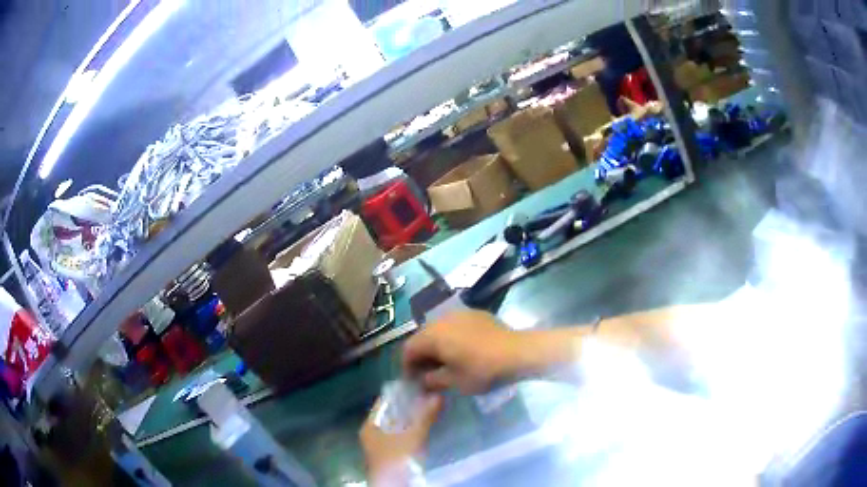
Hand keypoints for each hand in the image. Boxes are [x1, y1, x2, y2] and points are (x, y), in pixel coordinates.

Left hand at [360, 394, 442, 486]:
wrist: (395, 485)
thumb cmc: (397, 458)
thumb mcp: (412, 435)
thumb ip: (425, 416)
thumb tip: (438, 394)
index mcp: (370, 425)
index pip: (384, 402)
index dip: (399, 392)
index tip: (418, 383)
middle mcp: (374, 433)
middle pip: (392, 414)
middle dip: (410, 405)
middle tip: (430, 395)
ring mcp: (383, 446)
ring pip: (400, 426)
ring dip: (414, 418)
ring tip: (433, 408)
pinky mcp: (394, 455)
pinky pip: (405, 437)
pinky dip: (415, 430)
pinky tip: (429, 426)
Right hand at [402, 310, 522, 394]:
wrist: (518, 352)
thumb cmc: (482, 370)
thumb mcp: (454, 382)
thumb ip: (432, 381)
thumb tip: (422, 380)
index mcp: (432, 335)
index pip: (408, 349)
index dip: (407, 366)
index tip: (413, 381)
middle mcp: (441, 319)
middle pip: (422, 337)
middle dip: (421, 356)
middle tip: (428, 374)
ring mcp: (459, 314)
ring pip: (438, 330)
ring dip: (436, 346)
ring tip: (444, 363)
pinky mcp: (475, 314)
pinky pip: (454, 326)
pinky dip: (451, 339)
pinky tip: (461, 351)